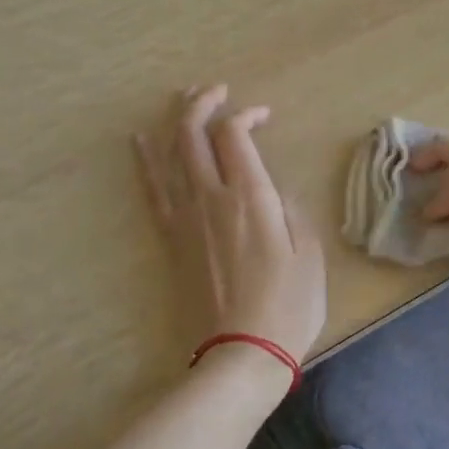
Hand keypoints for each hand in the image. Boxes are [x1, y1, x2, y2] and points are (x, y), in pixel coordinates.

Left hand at [136, 85, 327, 373]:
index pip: (235, 135)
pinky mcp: (171, 240)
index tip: (263, 115)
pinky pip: (153, 191)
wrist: (240, 356)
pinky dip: (145, 162)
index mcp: (250, 197)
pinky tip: (140, 142)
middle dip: (203, 104)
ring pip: (170, 155)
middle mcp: (211, 198)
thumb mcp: (309, 254)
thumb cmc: (287, 307)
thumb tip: (273, 190)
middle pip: (194, 135)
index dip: (245, 114)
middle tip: (216, 91)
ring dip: (176, 122)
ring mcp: (185, 219)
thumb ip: (291, 211)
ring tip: (183, 100)